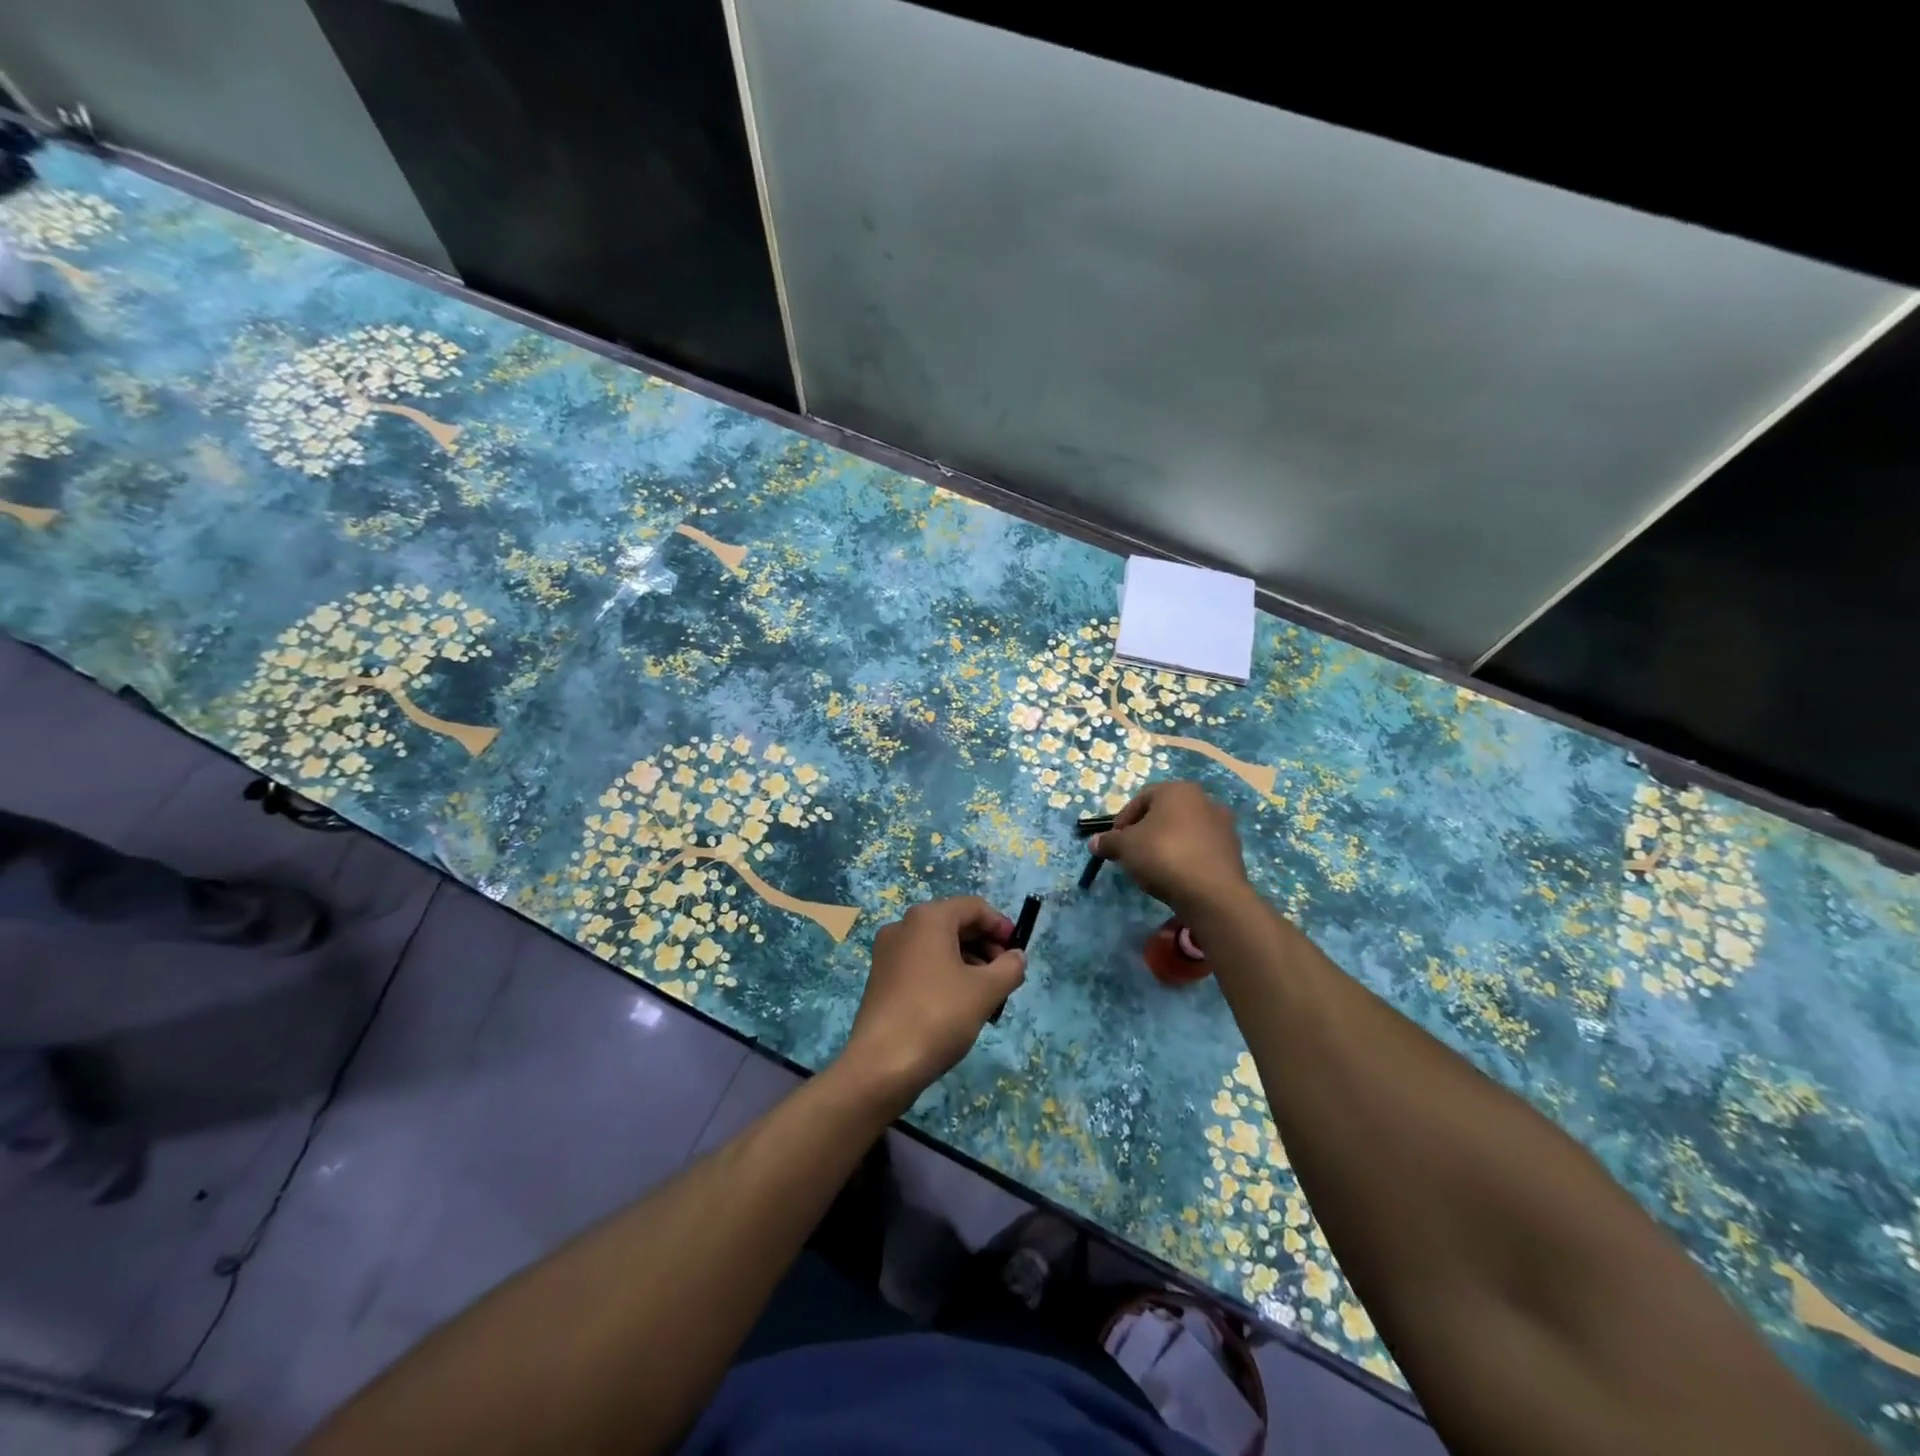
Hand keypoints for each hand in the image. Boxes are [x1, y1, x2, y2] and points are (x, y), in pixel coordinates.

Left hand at [836, 897, 1025, 1110]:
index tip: (1018, 952)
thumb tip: (1017, 956)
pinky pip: (921, 965)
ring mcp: (888, 953)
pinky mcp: (881, 979)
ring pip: (938, 947)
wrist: (881, 1064)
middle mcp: (903, 926)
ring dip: (968, 963)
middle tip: (1005, 975)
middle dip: (985, 946)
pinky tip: (959, 1005)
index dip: (1001, 925)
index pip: (973, 907)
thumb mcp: (985, 991)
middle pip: (954, 924)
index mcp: (928, 918)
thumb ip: (1009, 967)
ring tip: (987, 996)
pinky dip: (945, 975)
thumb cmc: (938, 1015)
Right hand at [1092, 781, 1249, 915]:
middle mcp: (1204, 800)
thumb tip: (1094, 842)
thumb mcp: (1125, 847)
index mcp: (1178, 790)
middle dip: (1145, 832)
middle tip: (1132, 854)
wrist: (1212, 893)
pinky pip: (1200, 849)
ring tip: (1154, 868)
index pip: (1141, 798)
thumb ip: (1108, 841)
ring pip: (1184, 831)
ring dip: (1167, 845)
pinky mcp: (1233, 851)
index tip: (1114, 842)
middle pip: (1165, 813)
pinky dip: (1186, 858)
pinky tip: (1176, 877)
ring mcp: (1223, 825)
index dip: (1123, 820)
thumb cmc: (1163, 855)